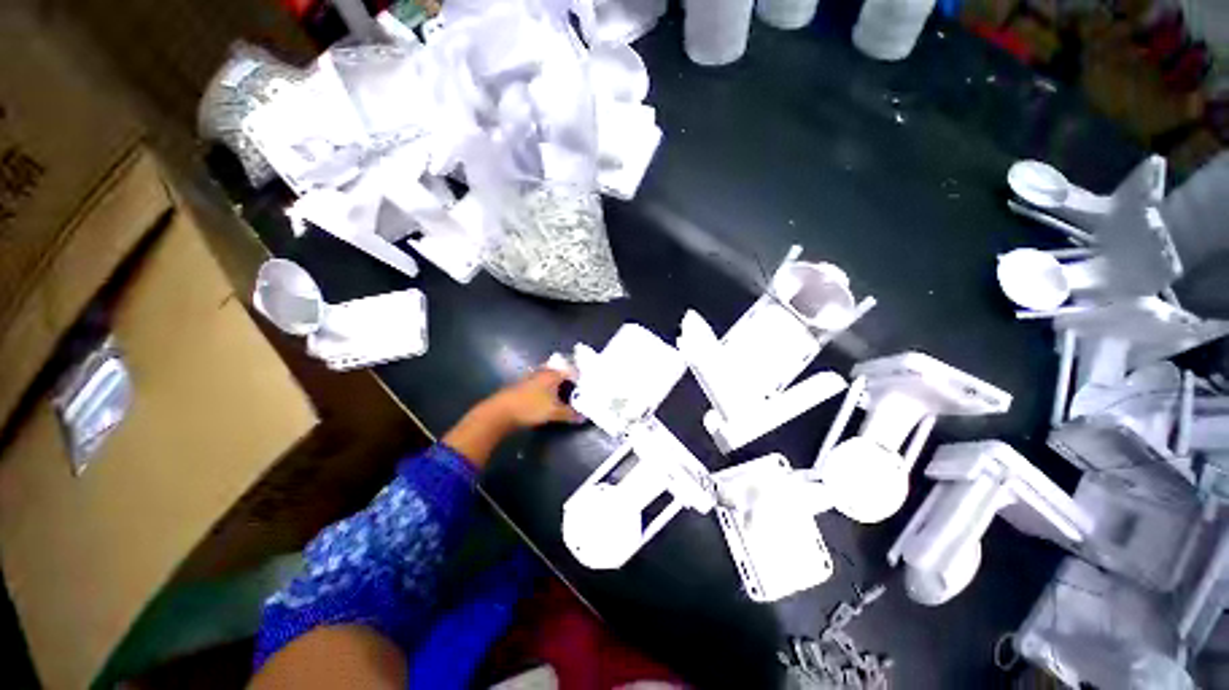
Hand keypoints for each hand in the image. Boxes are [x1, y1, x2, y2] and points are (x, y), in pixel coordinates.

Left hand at [443, 368, 581, 467]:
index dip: (580, 378)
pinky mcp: (522, 385)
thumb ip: (570, 413)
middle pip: (560, 372)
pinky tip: (548, 399)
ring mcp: (531, 377)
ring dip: (557, 384)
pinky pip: (541, 383)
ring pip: (549, 377)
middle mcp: (543, 371)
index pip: (572, 371)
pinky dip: (547, 389)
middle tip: (578, 390)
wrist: (500, 412)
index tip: (587, 386)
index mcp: (553, 374)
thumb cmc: (530, 407)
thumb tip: (584, 417)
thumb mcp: (554, 412)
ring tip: (565, 395)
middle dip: (569, 380)